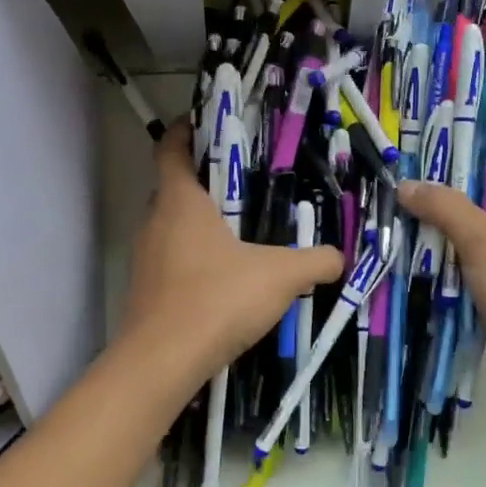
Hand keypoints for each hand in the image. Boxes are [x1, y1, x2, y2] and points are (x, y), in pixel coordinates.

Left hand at [120, 121, 343, 391]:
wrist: (162, 363)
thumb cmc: (217, 298)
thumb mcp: (280, 275)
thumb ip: (315, 261)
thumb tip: (340, 256)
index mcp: (180, 201)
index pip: (171, 148)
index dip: (184, 130)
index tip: (206, 123)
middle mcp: (155, 222)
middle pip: (173, 187)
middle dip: (203, 180)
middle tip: (242, 182)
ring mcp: (145, 258)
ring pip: (172, 226)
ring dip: (199, 223)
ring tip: (239, 230)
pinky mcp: (146, 291)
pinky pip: (171, 259)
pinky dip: (194, 257)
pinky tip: (225, 277)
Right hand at [398, 157, 485, 424]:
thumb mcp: (482, 239)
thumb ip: (445, 208)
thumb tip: (407, 185)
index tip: (476, 141)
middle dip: (466, 186)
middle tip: (425, 174)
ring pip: (484, 234)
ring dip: (453, 225)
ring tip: (413, 209)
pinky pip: (474, 267)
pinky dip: (451, 261)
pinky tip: (420, 256)